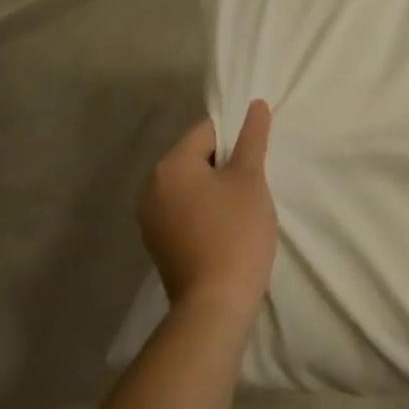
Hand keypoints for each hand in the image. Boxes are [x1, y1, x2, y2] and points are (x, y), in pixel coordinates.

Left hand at [138, 100, 276, 320]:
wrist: (215, 303)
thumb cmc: (236, 231)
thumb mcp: (250, 178)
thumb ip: (252, 138)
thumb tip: (254, 105)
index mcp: (170, 166)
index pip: (207, 131)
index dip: (237, 137)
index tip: (257, 157)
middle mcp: (151, 188)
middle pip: (196, 157)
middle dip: (226, 163)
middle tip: (255, 181)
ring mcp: (150, 219)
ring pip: (191, 185)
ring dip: (217, 187)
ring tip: (244, 204)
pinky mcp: (158, 243)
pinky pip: (185, 209)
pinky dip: (205, 209)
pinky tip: (227, 226)